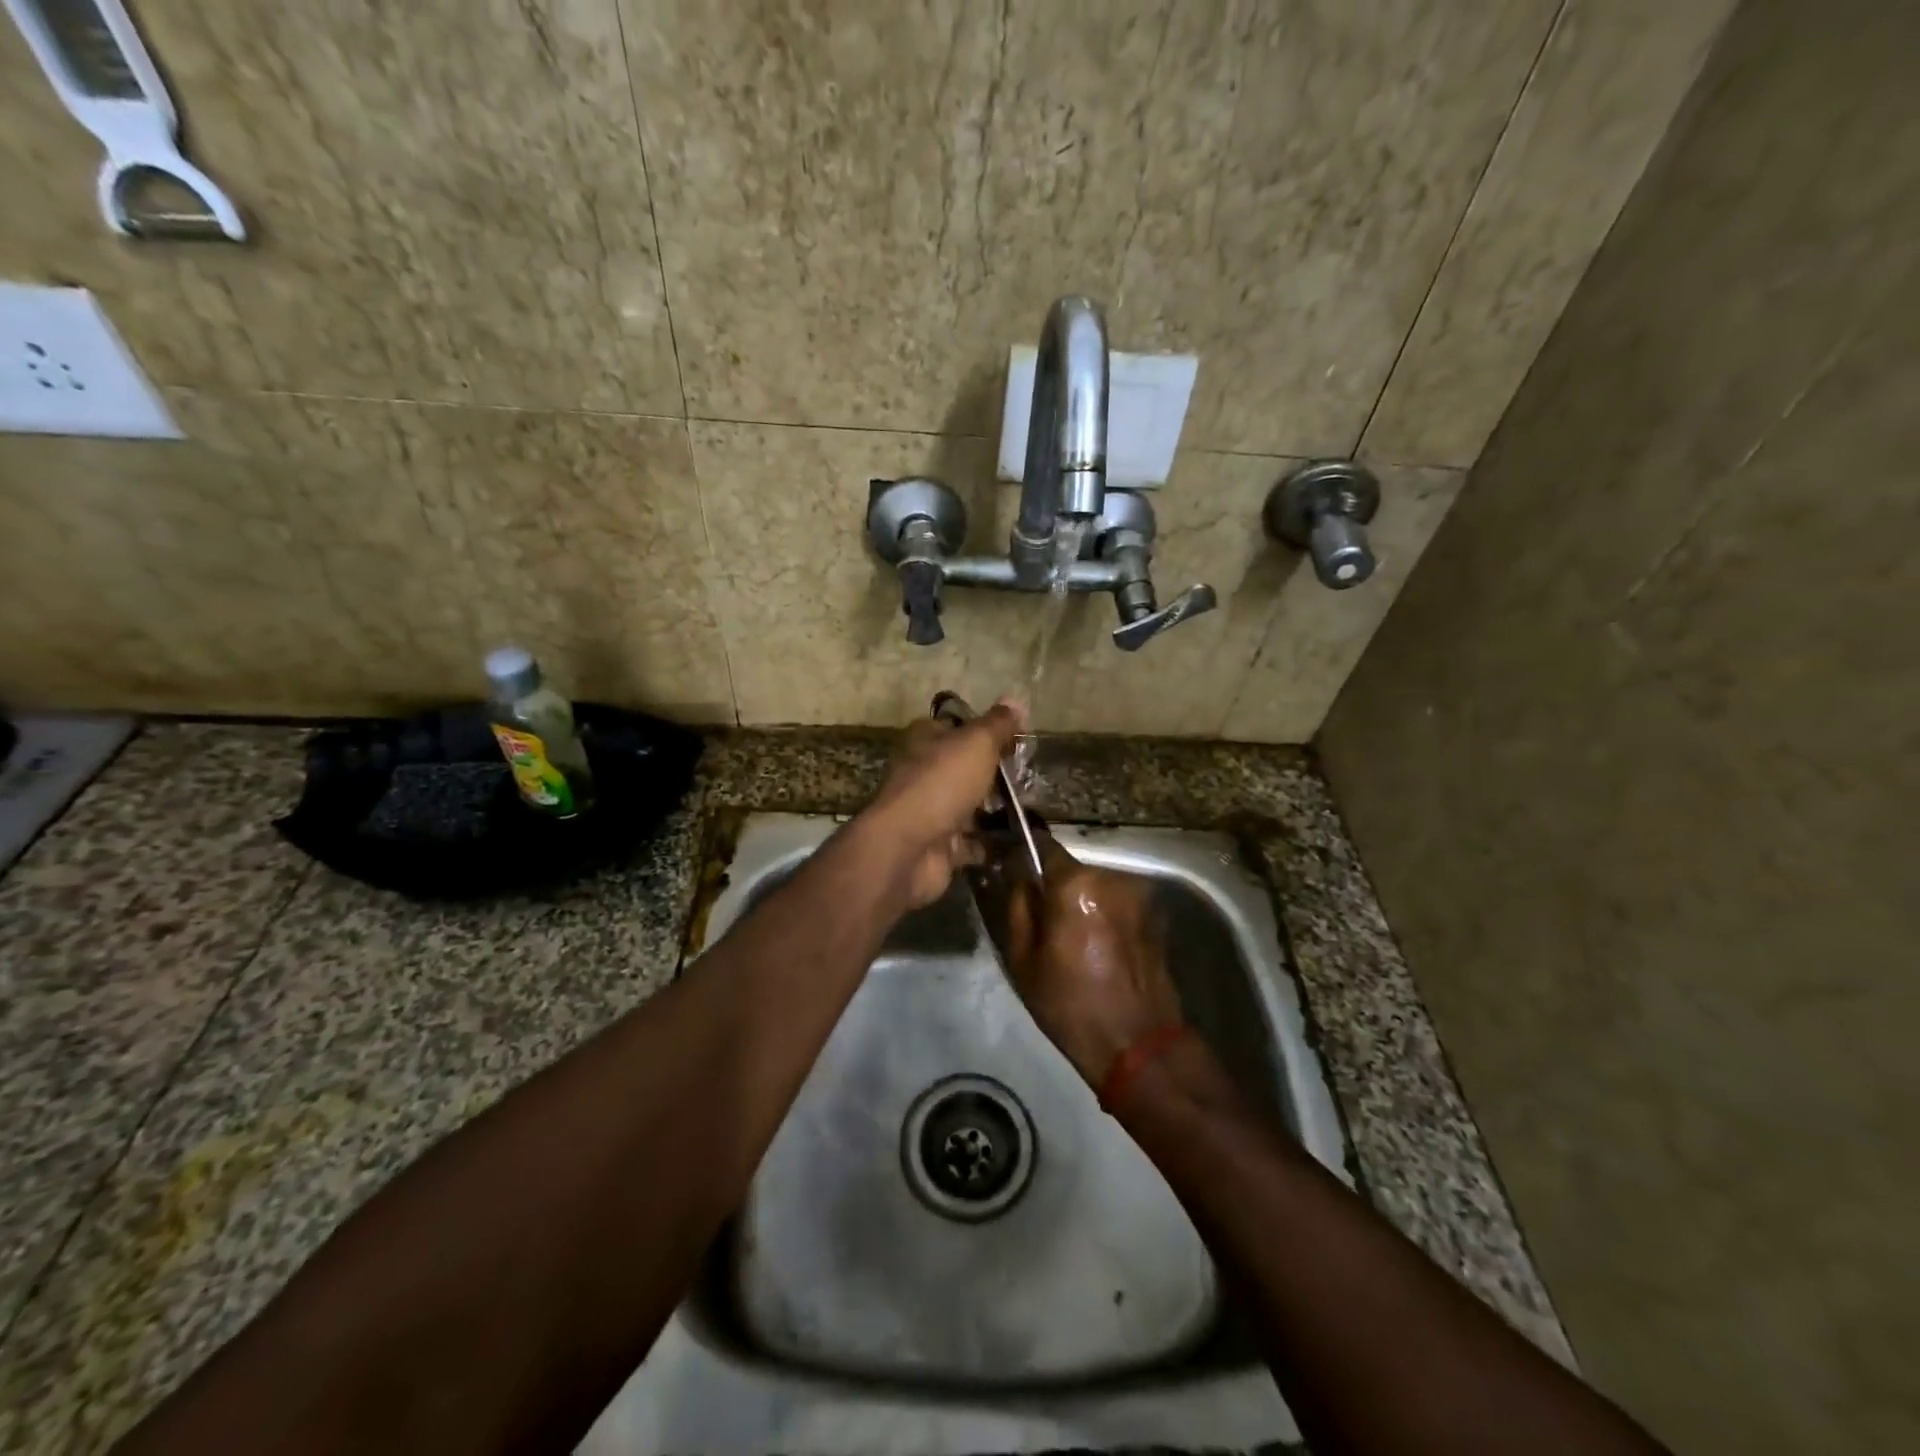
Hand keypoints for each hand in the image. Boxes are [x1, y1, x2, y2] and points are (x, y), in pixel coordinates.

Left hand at [859, 698, 1025, 909]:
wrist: (908, 848)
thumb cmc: (941, 784)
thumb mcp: (976, 743)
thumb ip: (998, 724)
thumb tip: (1016, 699)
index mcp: (926, 741)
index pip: (958, 727)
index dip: (987, 730)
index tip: (1019, 738)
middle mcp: (925, 773)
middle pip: (965, 768)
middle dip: (996, 773)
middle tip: (1032, 776)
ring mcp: (931, 812)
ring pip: (970, 806)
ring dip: (997, 809)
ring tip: (1034, 808)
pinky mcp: (940, 846)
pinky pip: (973, 843)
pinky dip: (993, 844)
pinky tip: (1021, 841)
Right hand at [1003, 839, 1183, 1085]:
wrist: (1139, 1045)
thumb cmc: (1071, 1005)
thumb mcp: (1023, 960)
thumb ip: (1018, 907)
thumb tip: (1017, 876)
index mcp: (1075, 885)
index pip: (1042, 845)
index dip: (1023, 850)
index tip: (1009, 861)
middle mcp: (1111, 878)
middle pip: (1070, 868)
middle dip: (1053, 884)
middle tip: (1038, 911)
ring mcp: (1138, 894)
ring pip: (1094, 885)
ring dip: (1079, 899)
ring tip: (1068, 933)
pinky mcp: (1154, 913)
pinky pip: (1115, 902)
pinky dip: (1101, 912)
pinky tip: (1095, 944)